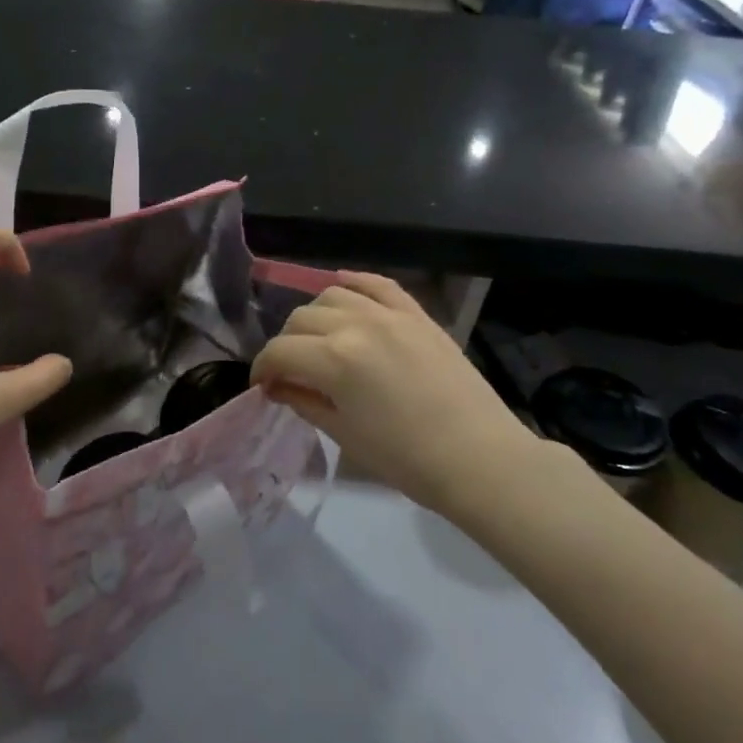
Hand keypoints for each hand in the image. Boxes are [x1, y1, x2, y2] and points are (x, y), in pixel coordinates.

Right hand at [251, 273, 533, 515]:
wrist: (480, 458)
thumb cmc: (407, 459)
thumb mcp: (344, 435)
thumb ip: (304, 401)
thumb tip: (276, 386)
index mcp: (334, 359)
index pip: (280, 351)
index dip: (263, 368)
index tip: (262, 386)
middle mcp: (356, 324)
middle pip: (301, 319)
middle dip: (286, 344)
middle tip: (290, 370)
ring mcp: (389, 314)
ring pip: (333, 295)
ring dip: (315, 316)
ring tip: (319, 339)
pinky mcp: (417, 314)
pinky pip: (378, 284)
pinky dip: (354, 282)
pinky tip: (343, 287)